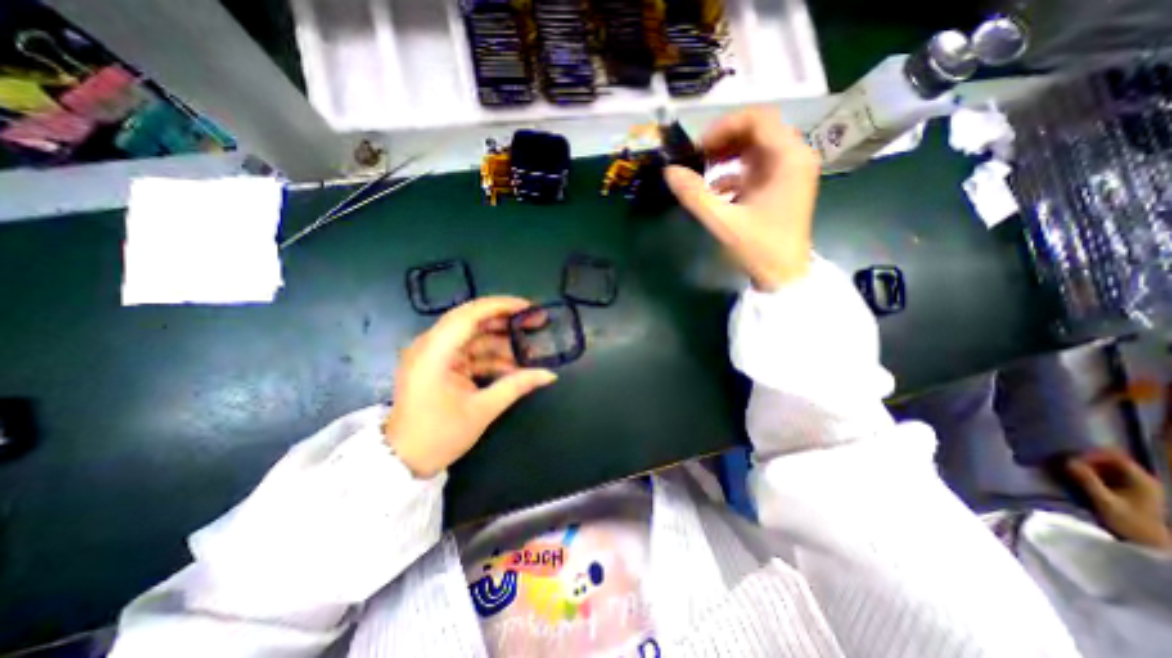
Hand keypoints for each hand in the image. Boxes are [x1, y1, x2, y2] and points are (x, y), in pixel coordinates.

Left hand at [381, 298, 554, 478]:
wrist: (404, 460)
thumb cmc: (439, 436)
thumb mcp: (482, 410)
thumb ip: (516, 386)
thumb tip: (549, 374)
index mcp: (434, 352)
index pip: (469, 315)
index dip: (501, 306)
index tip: (529, 307)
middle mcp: (430, 345)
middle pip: (472, 320)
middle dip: (505, 320)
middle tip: (535, 322)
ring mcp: (434, 354)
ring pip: (474, 336)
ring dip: (501, 341)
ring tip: (530, 349)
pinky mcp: (439, 364)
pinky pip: (470, 351)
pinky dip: (491, 356)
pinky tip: (514, 367)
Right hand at [662, 106, 817, 289]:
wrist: (784, 277)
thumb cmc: (759, 248)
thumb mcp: (723, 222)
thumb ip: (695, 195)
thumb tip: (669, 171)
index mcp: (788, 158)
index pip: (758, 118)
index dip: (724, 126)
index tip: (699, 148)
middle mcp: (795, 157)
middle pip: (758, 129)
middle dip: (724, 139)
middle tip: (698, 157)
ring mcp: (790, 172)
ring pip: (757, 147)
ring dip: (728, 154)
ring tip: (704, 169)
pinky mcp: (782, 187)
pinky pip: (757, 167)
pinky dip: (735, 172)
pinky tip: (716, 190)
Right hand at [1064, 447, 1170, 548]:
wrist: (1147, 543)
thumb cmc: (1128, 523)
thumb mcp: (1105, 501)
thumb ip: (1087, 481)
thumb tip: (1067, 461)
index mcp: (1142, 480)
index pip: (1115, 457)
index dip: (1092, 455)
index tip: (1070, 458)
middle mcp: (1142, 480)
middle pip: (1111, 460)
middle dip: (1087, 460)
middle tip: (1065, 463)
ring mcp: (1137, 485)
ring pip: (1107, 467)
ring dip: (1087, 467)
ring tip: (1068, 470)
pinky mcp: (1129, 490)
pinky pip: (1107, 474)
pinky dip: (1091, 473)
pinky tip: (1079, 478)